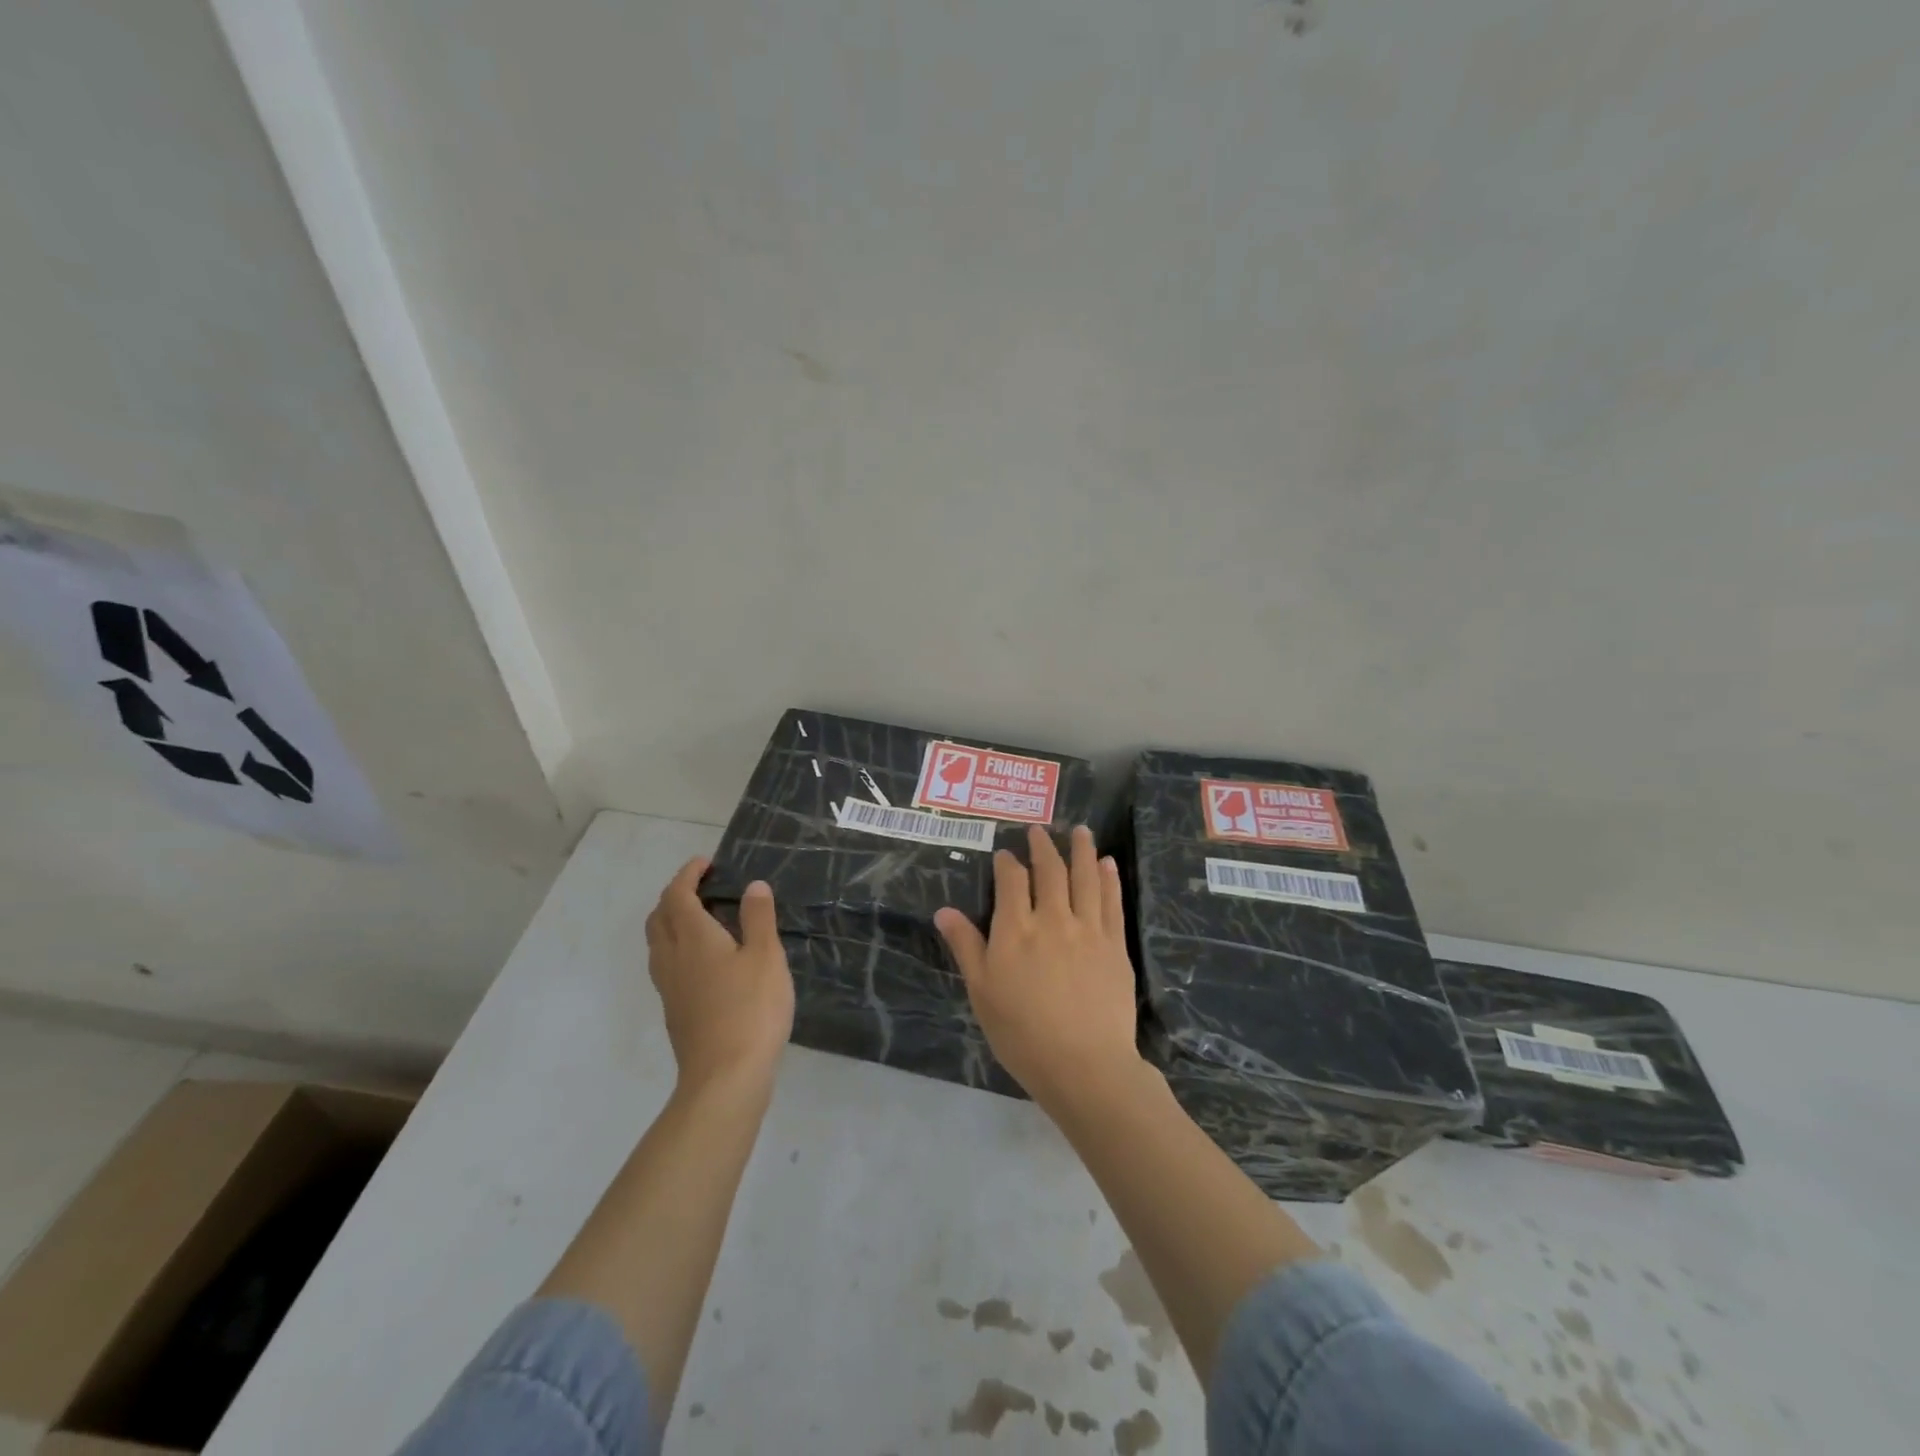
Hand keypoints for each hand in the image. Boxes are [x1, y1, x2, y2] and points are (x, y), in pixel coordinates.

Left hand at [644, 858, 795, 1091]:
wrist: (724, 1077)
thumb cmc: (751, 1010)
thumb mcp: (766, 957)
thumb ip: (759, 918)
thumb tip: (753, 885)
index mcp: (694, 938)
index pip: (678, 895)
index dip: (687, 875)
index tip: (706, 864)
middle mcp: (673, 958)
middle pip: (658, 917)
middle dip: (674, 895)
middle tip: (702, 887)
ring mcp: (669, 987)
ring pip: (657, 943)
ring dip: (671, 921)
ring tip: (700, 918)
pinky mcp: (674, 1011)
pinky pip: (665, 965)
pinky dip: (677, 947)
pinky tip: (703, 960)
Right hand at [935, 825, 1140, 1110]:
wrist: (1084, 1065)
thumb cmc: (1023, 1034)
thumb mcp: (982, 993)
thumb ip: (966, 947)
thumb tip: (943, 911)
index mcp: (1016, 930)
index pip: (1011, 882)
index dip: (1007, 863)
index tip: (1005, 854)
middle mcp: (1053, 919)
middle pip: (1049, 871)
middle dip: (1043, 847)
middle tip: (1039, 830)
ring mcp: (1088, 929)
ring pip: (1085, 877)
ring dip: (1081, 850)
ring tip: (1080, 830)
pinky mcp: (1115, 944)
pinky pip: (1112, 901)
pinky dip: (1108, 878)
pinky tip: (1107, 863)